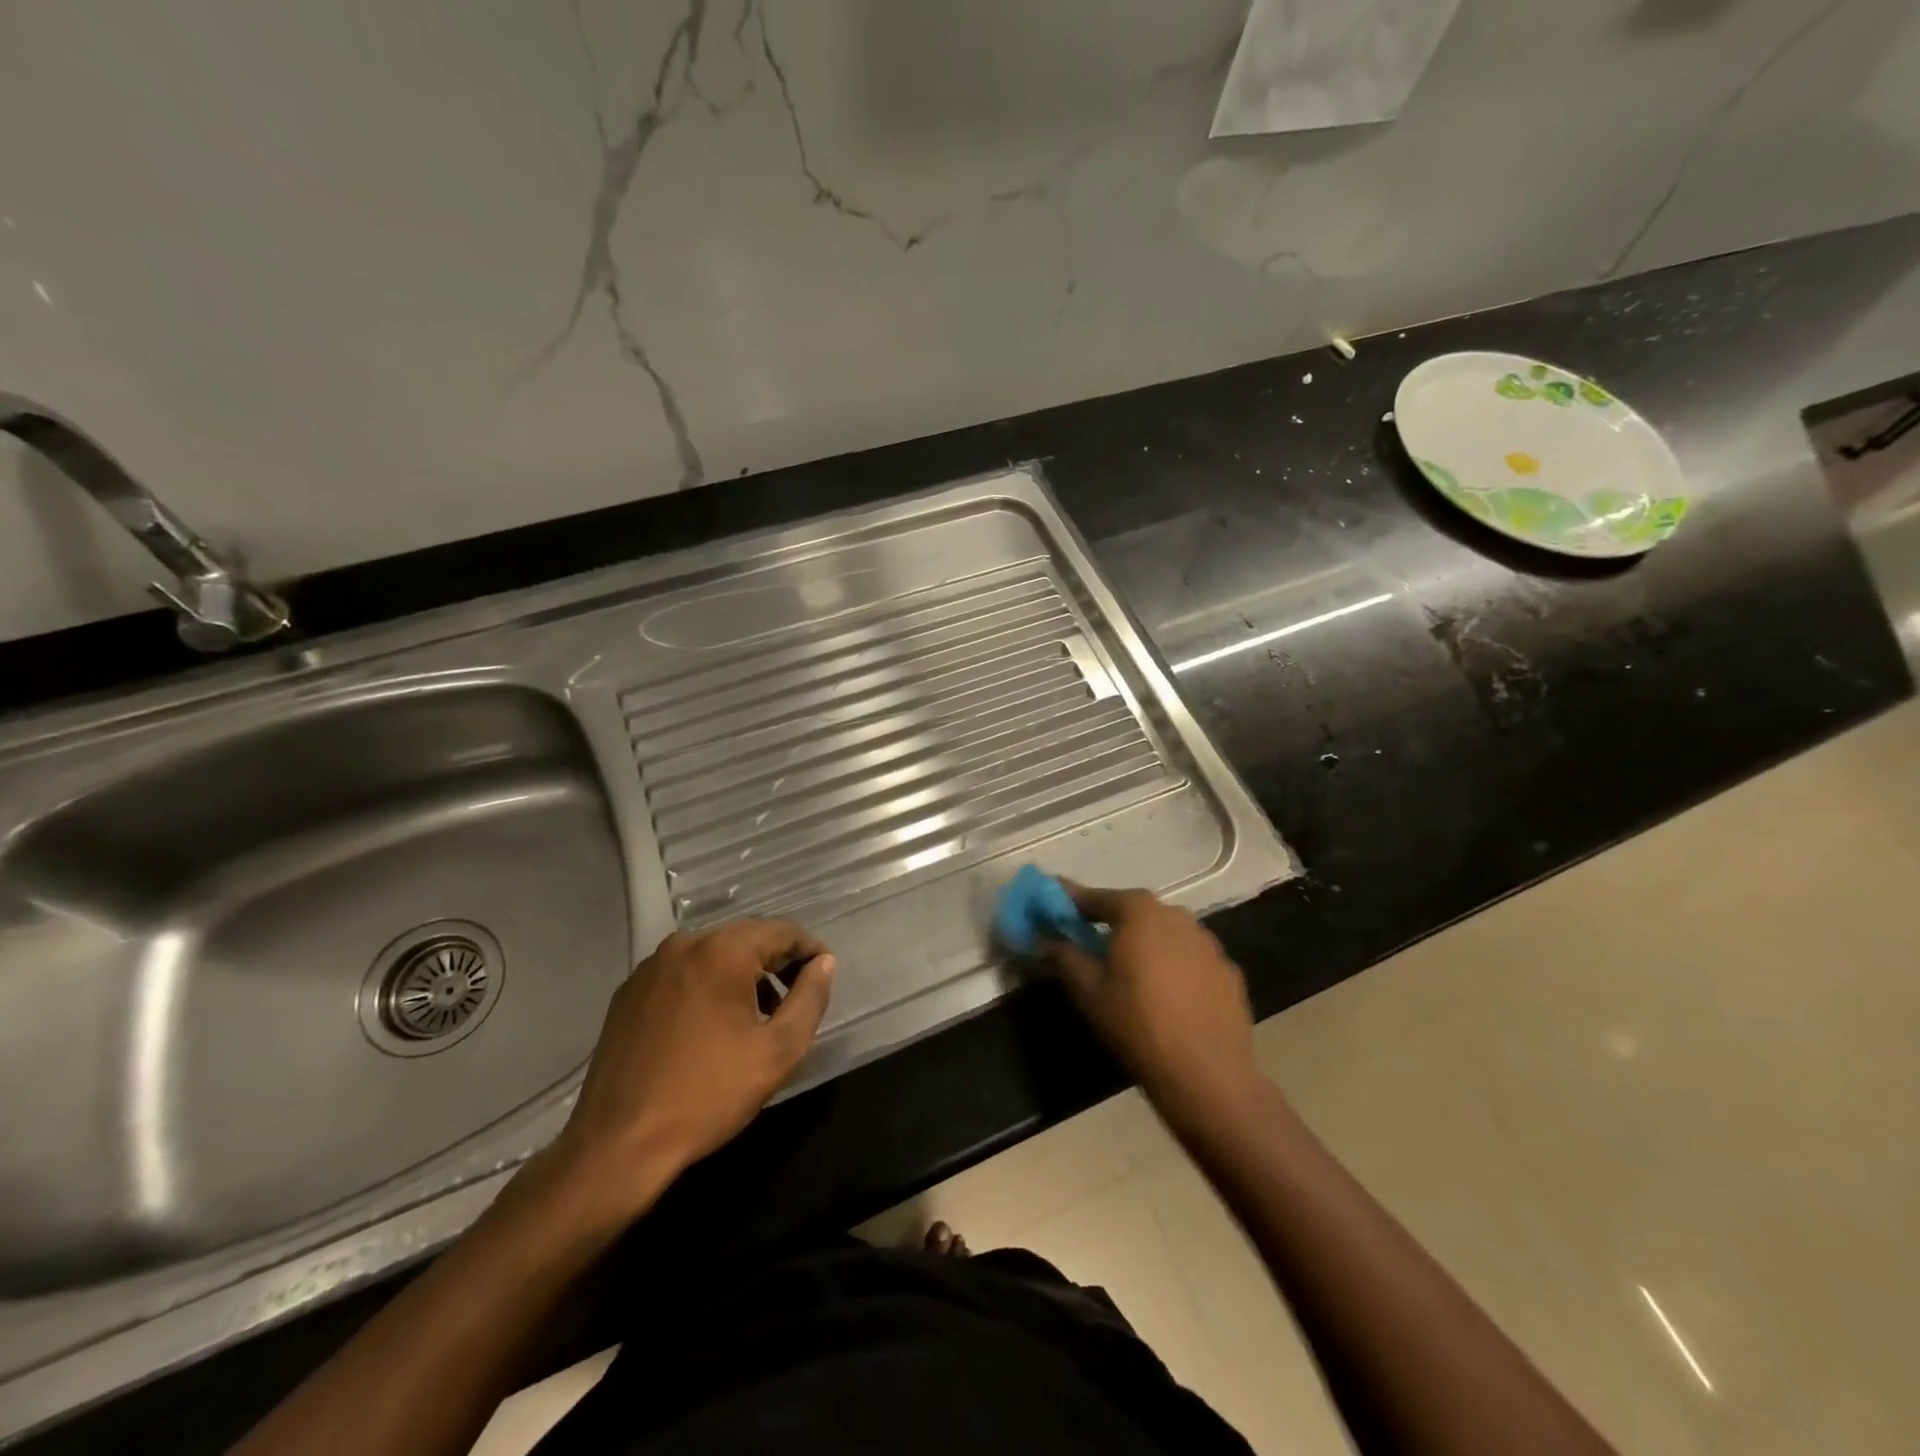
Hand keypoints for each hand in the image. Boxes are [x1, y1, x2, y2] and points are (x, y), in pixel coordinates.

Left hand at [552, 921, 833, 1209]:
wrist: (617, 1145)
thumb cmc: (708, 1095)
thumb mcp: (777, 1051)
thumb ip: (810, 998)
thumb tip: (824, 963)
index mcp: (722, 951)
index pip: (782, 931)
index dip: (810, 950)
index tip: (823, 978)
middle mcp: (684, 944)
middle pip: (746, 938)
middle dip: (776, 962)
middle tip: (795, 999)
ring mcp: (651, 966)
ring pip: (713, 954)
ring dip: (742, 975)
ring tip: (756, 1017)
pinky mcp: (629, 992)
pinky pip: (683, 973)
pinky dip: (707, 986)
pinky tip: (711, 1027)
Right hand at [1044, 884, 1258, 1121]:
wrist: (1206, 1075)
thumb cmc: (1137, 1025)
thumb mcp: (1088, 991)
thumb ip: (1064, 956)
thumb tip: (1045, 937)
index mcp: (1140, 913)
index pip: (1098, 898)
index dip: (1073, 902)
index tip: (1054, 906)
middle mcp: (1177, 916)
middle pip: (1136, 912)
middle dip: (1111, 923)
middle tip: (1091, 943)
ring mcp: (1209, 943)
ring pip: (1166, 934)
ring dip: (1146, 945)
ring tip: (1131, 972)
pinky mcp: (1228, 971)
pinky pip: (1190, 959)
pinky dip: (1174, 967)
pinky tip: (1167, 996)